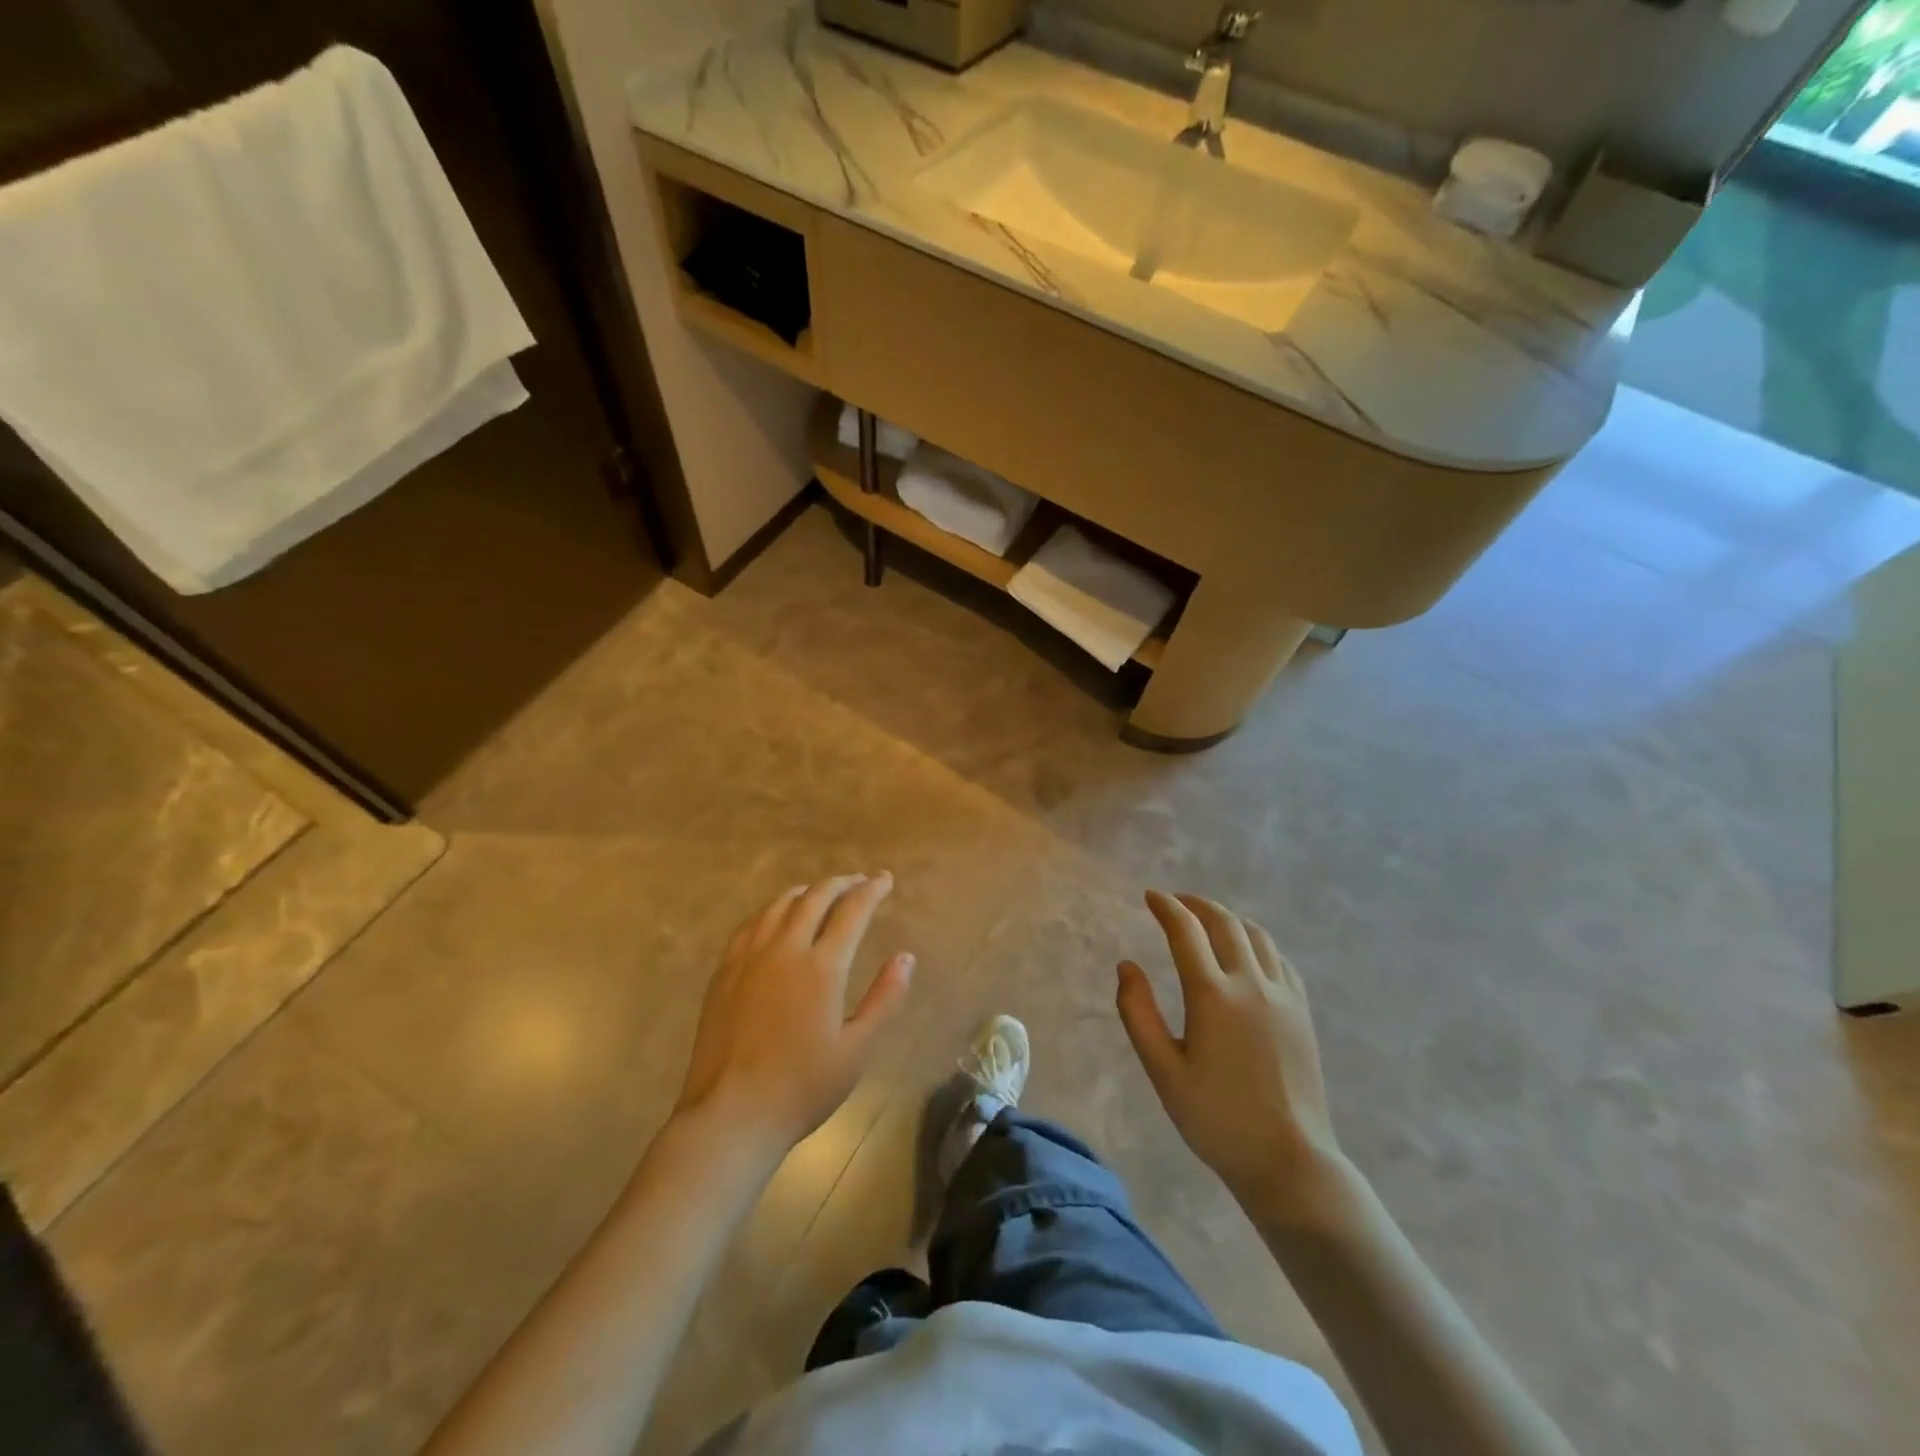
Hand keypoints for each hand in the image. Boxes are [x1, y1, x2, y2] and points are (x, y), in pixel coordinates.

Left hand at [675, 873, 913, 1152]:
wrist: (731, 1114)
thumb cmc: (802, 1087)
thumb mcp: (857, 1049)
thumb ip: (885, 999)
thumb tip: (906, 958)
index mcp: (821, 967)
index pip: (852, 911)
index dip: (872, 890)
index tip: (885, 879)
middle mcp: (784, 949)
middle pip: (814, 898)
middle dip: (841, 883)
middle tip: (859, 881)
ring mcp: (749, 958)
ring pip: (779, 905)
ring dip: (806, 891)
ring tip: (820, 892)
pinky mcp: (724, 972)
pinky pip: (751, 924)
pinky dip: (772, 909)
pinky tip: (775, 917)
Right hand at [1116, 890, 1344, 1216]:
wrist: (1289, 1160)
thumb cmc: (1216, 1119)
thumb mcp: (1163, 1070)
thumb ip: (1138, 1013)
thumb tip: (1127, 966)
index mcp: (1213, 996)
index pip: (1186, 931)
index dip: (1166, 907)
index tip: (1150, 896)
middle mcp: (1251, 984)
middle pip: (1224, 923)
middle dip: (1196, 904)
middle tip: (1175, 901)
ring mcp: (1283, 996)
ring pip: (1256, 935)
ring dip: (1228, 918)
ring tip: (1208, 920)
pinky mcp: (1302, 1012)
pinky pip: (1279, 959)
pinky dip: (1257, 942)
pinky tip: (1247, 953)